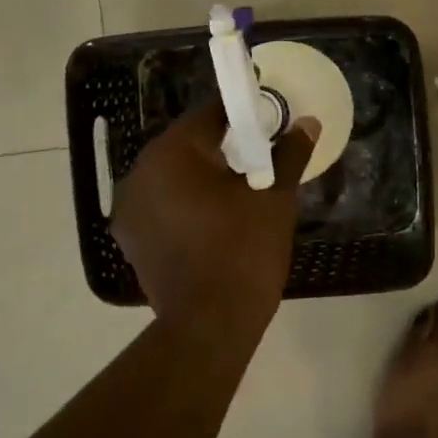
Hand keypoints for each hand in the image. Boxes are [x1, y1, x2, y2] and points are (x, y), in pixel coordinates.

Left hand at [110, 103, 318, 332]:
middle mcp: (140, 173)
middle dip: (222, 145)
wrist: (210, 324)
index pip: (209, 115)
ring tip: (238, 189)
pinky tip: (213, 218)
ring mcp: (129, 209)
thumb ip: (289, 154)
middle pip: (187, 144)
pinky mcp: (130, 240)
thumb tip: (307, 123)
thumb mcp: (275, 197)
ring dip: (201, 176)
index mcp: (172, 154)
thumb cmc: (245, 250)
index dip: (241, 113)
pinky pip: (162, 205)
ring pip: (172, 176)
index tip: (266, 119)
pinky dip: (185, 203)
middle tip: (259, 155)